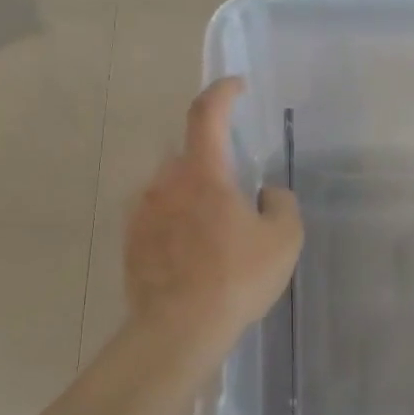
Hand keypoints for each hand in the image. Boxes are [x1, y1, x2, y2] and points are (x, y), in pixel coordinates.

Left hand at [125, 78, 301, 360]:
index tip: (237, 86)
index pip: (208, 113)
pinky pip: (156, 217)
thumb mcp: (284, 240)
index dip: (223, 92)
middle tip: (234, 195)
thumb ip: (282, 205)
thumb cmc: (236, 278)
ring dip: (190, 196)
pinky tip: (191, 256)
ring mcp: (141, 211)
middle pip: (187, 154)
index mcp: (203, 172)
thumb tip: (266, 194)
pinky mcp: (130, 241)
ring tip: (212, 233)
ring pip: (169, 187)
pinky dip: (174, 223)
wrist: (179, 328)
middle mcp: (165, 182)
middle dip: (210, 164)